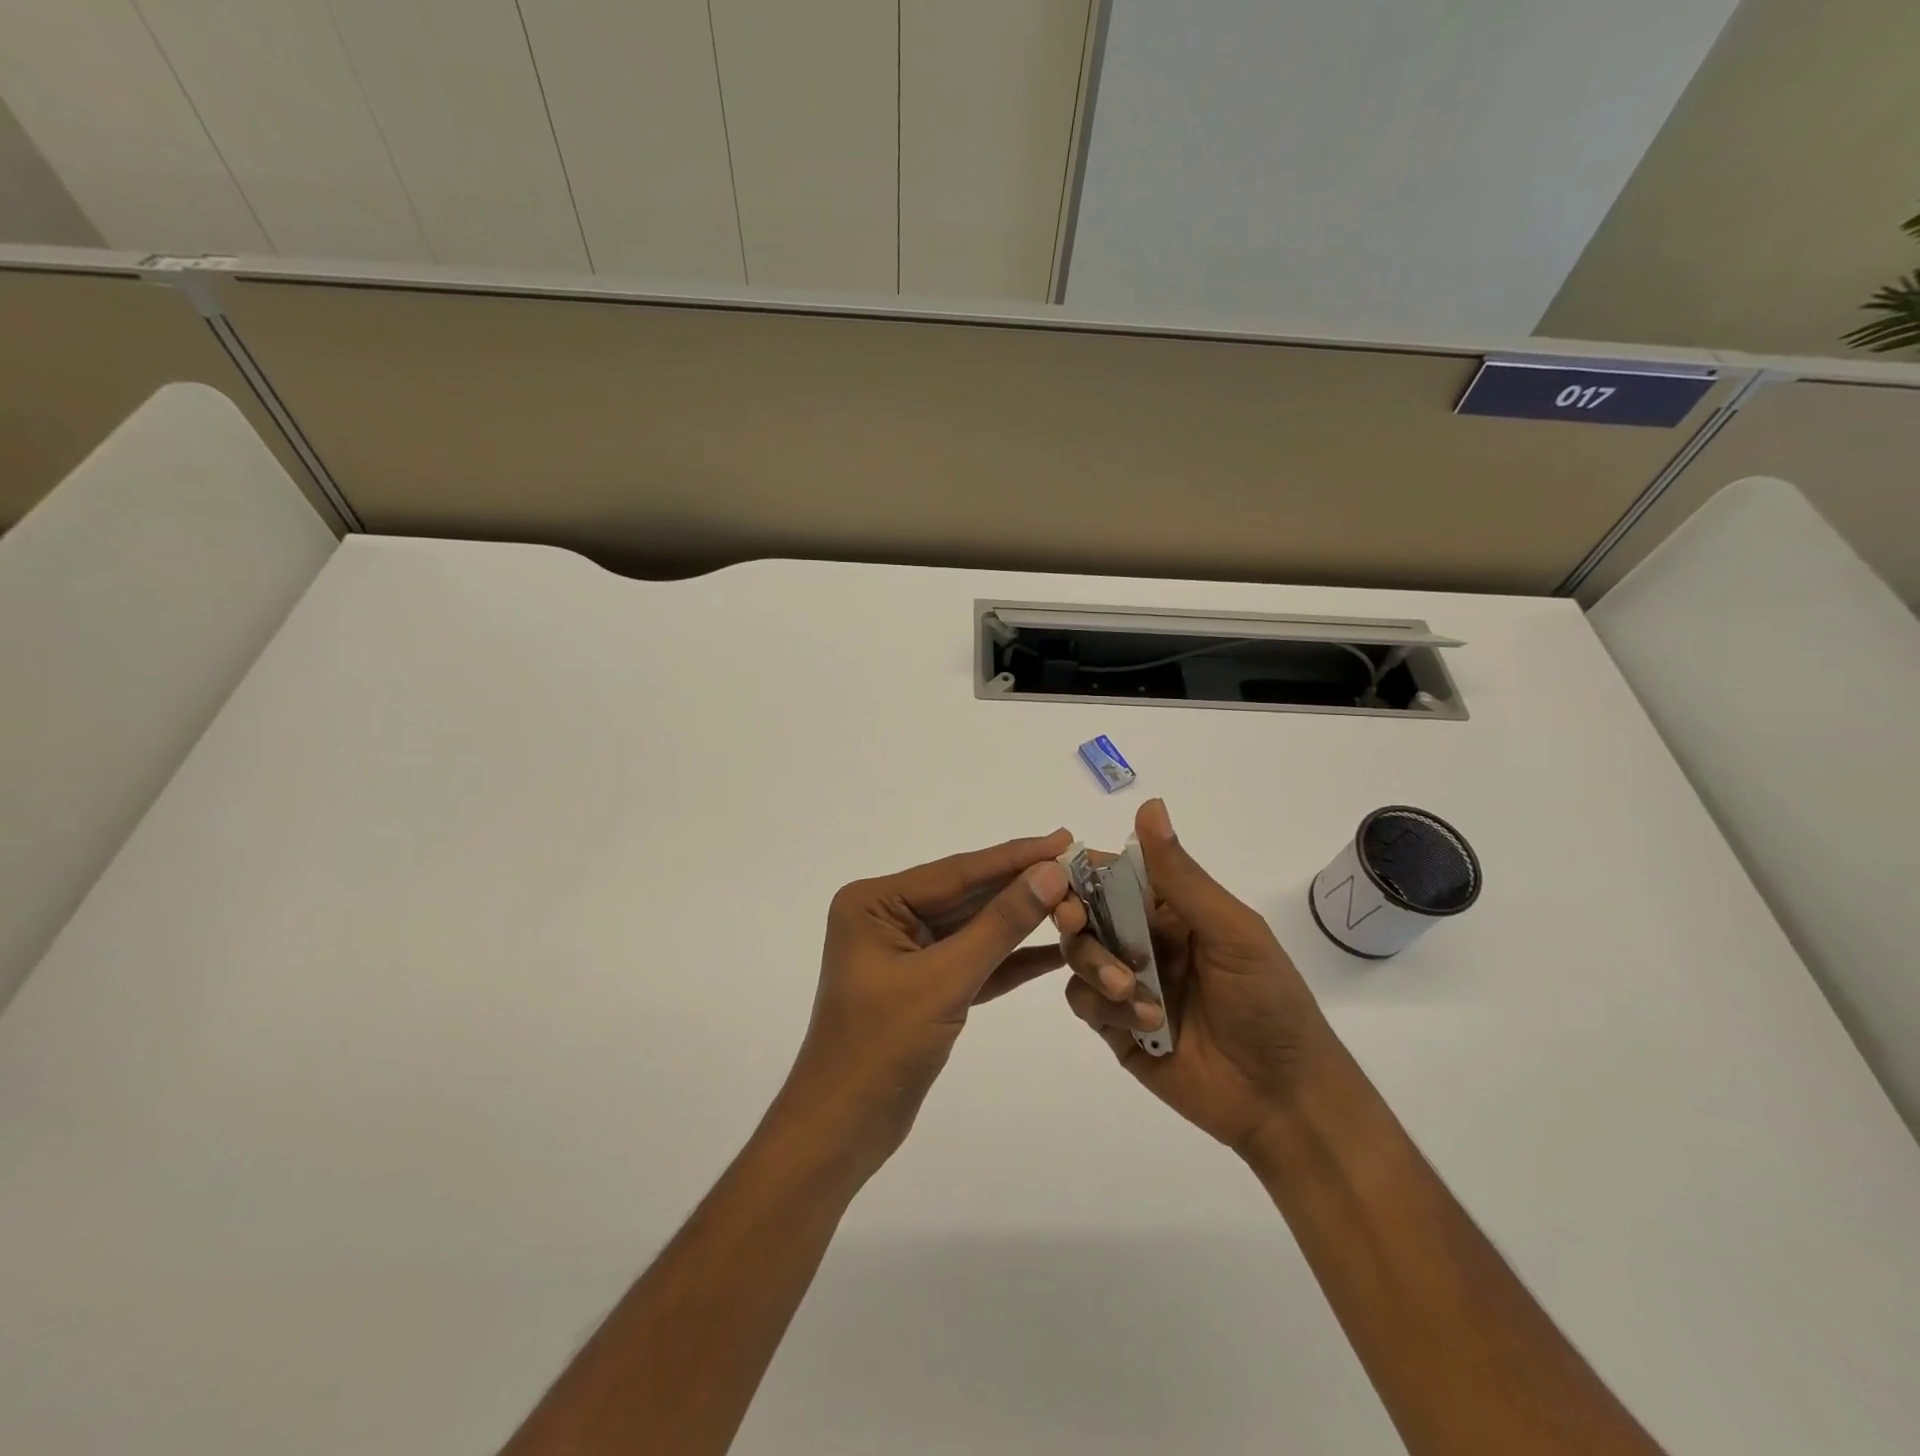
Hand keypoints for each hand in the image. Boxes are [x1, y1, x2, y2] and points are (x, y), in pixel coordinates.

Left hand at [783, 830, 1073, 1173]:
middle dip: (1022, 885)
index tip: (1063, 839)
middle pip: (967, 895)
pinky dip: (1011, 958)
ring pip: (974, 928)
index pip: (956, 872)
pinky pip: (974, 961)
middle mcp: (888, 917)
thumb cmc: (881, 1048)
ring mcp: (906, 952)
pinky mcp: (925, 985)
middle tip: (1079, 863)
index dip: (1014, 857)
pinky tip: (1057, 948)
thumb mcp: (945, 980)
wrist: (842, 1132)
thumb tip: (1050, 873)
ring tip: (1077, 898)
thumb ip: (999, 925)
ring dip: (1023, 920)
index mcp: (874, 902)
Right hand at [1055, 800, 1340, 1157]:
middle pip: (1085, 913)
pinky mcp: (1115, 1027)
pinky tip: (1144, 1023)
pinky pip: (1083, 1002)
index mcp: (1171, 910)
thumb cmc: (1268, 1001)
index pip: (1115, 875)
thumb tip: (1149, 805)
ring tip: (1131, 992)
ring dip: (1096, 966)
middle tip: (1074, 923)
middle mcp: (1143, 940)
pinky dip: (1104, 1006)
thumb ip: (1180, 875)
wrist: (1283, 1098)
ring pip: (1078, 956)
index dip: (1085, 871)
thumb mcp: (1231, 930)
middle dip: (1075, 916)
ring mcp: (1126, 984)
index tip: (1062, 874)